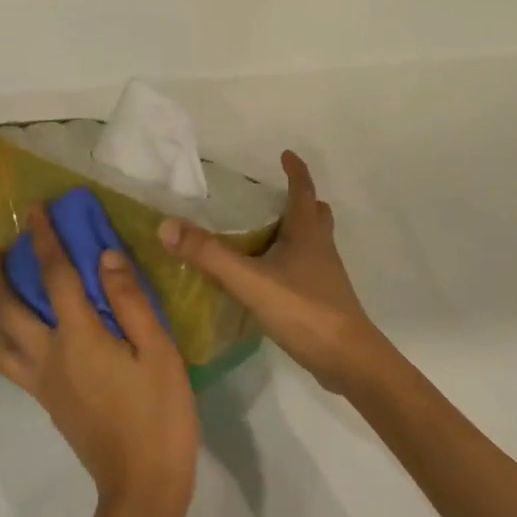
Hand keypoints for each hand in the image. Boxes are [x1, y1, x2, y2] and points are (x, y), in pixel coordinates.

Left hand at [0, 207, 198, 516]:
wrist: (142, 488)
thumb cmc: (159, 415)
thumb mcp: (159, 351)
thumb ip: (130, 300)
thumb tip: (104, 256)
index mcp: (78, 338)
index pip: (54, 276)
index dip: (44, 239)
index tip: (35, 210)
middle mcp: (49, 356)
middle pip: (7, 309)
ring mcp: (43, 383)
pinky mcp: (47, 402)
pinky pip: (9, 361)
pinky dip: (2, 336)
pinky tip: (18, 330)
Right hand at [159, 151, 389, 394]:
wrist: (349, 362)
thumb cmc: (304, 310)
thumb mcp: (250, 281)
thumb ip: (210, 255)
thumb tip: (167, 225)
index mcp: (307, 233)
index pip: (303, 190)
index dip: (296, 171)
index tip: (286, 154)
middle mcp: (320, 248)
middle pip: (315, 214)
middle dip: (299, 200)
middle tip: (273, 194)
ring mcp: (325, 276)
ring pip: (313, 241)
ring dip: (296, 230)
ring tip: (267, 231)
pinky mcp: (323, 300)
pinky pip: (307, 268)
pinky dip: (292, 260)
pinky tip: (270, 275)